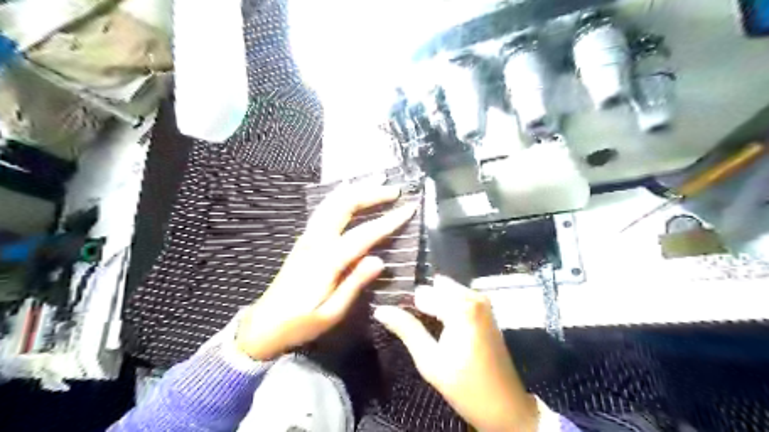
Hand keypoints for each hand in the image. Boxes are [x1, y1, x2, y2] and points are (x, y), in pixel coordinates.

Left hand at [238, 183, 417, 360]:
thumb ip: (354, 284)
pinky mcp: (304, 239)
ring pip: (332, 202)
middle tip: (395, 190)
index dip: (389, 220)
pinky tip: (348, 190)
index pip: (364, 234)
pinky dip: (340, 195)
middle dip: (371, 193)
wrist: (264, 324)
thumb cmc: (300, 323)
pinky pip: (324, 208)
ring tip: (377, 181)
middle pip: (344, 206)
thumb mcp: (331, 313)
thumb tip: (379, 260)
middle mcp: (316, 241)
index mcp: (326, 261)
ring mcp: (307, 237)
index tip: (409, 208)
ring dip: (356, 189)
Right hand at [376, 276, 535, 430]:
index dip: (408, 307)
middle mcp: (473, 296)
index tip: (401, 321)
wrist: (505, 405)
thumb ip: (407, 329)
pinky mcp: (486, 309)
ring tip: (426, 327)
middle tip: (413, 325)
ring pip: (446, 289)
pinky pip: (458, 295)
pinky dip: (447, 305)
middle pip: (435, 287)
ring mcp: (483, 301)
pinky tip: (441, 326)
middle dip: (423, 302)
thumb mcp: (430, 361)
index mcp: (461, 307)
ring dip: (435, 303)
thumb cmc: (465, 386)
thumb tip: (381, 309)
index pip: (422, 293)